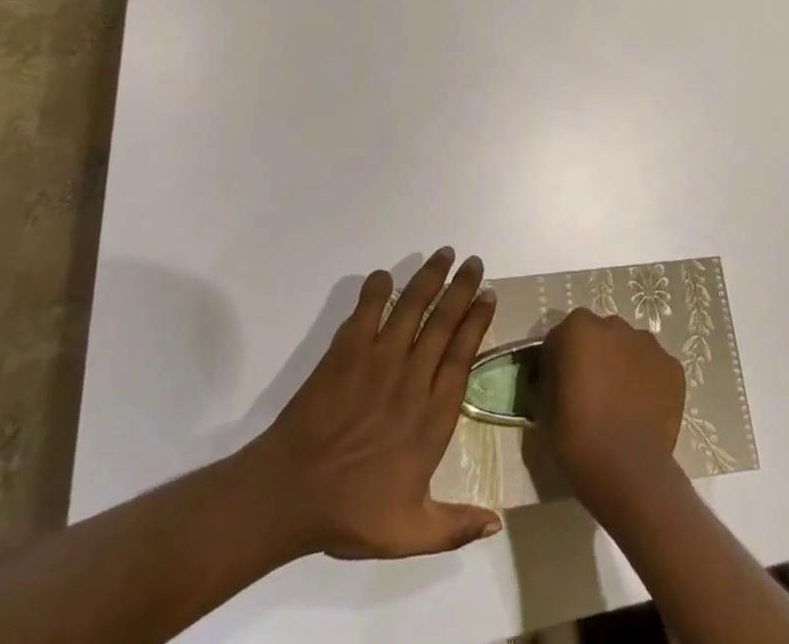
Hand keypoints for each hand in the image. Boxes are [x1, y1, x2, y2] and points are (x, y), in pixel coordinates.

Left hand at [245, 249, 500, 559]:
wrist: (290, 495)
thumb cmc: (351, 512)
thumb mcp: (409, 533)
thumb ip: (455, 525)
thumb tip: (498, 523)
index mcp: (432, 417)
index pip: (463, 355)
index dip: (477, 322)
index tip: (488, 295)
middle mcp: (412, 379)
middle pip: (444, 322)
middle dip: (462, 288)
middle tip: (474, 261)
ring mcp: (378, 361)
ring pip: (412, 308)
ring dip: (429, 278)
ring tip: (443, 254)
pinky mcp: (345, 352)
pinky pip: (366, 311)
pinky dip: (376, 290)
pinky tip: (385, 275)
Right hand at [535, 309, 685, 508]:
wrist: (627, 471)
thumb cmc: (578, 439)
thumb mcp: (545, 407)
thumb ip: (550, 378)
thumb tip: (556, 376)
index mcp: (578, 328)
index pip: (563, 336)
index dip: (559, 360)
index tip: (560, 386)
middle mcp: (614, 325)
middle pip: (600, 336)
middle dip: (595, 356)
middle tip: (592, 392)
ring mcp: (648, 344)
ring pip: (629, 348)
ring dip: (622, 364)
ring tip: (621, 402)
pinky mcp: (672, 366)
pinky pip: (654, 367)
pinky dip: (648, 381)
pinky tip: (643, 409)